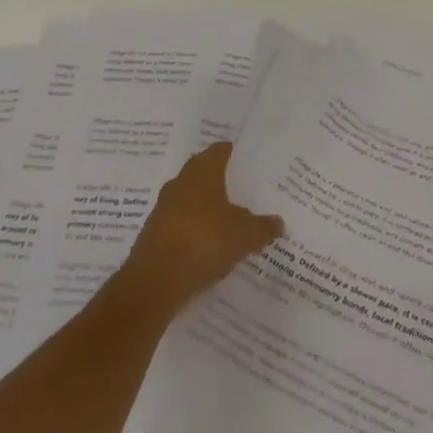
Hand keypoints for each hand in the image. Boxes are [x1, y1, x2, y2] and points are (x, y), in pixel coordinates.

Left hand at [119, 143, 283, 315]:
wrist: (155, 282)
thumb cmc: (205, 241)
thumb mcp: (245, 235)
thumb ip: (263, 226)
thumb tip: (279, 222)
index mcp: (202, 172)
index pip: (218, 151)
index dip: (232, 152)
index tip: (246, 158)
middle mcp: (180, 183)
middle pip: (201, 174)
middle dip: (219, 180)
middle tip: (241, 188)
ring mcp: (163, 209)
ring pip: (189, 200)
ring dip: (204, 208)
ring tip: (227, 219)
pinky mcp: (153, 236)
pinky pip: (179, 225)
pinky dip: (192, 231)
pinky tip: (207, 245)